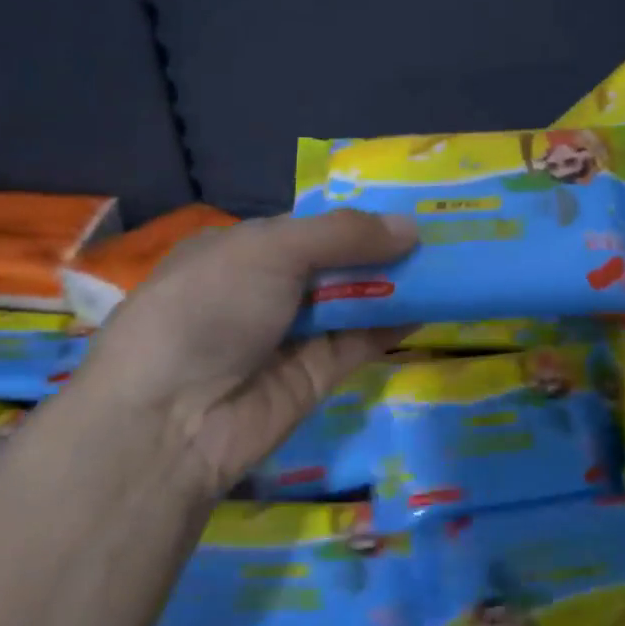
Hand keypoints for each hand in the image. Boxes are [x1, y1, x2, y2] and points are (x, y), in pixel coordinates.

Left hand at [74, 210, 415, 496]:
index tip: (409, 206)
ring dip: (396, 284)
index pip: (310, 227)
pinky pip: (361, 341)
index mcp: (242, 250)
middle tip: (444, 233)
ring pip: (354, 301)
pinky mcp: (316, 376)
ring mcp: (292, 334)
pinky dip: (394, 323)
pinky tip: (433, 304)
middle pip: (338, 264)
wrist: (172, 419)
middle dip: (384, 250)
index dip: (357, 218)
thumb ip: (342, 235)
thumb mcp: (269, 250)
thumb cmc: (209, 308)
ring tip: (451, 263)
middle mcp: (268, 290)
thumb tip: (411, 228)